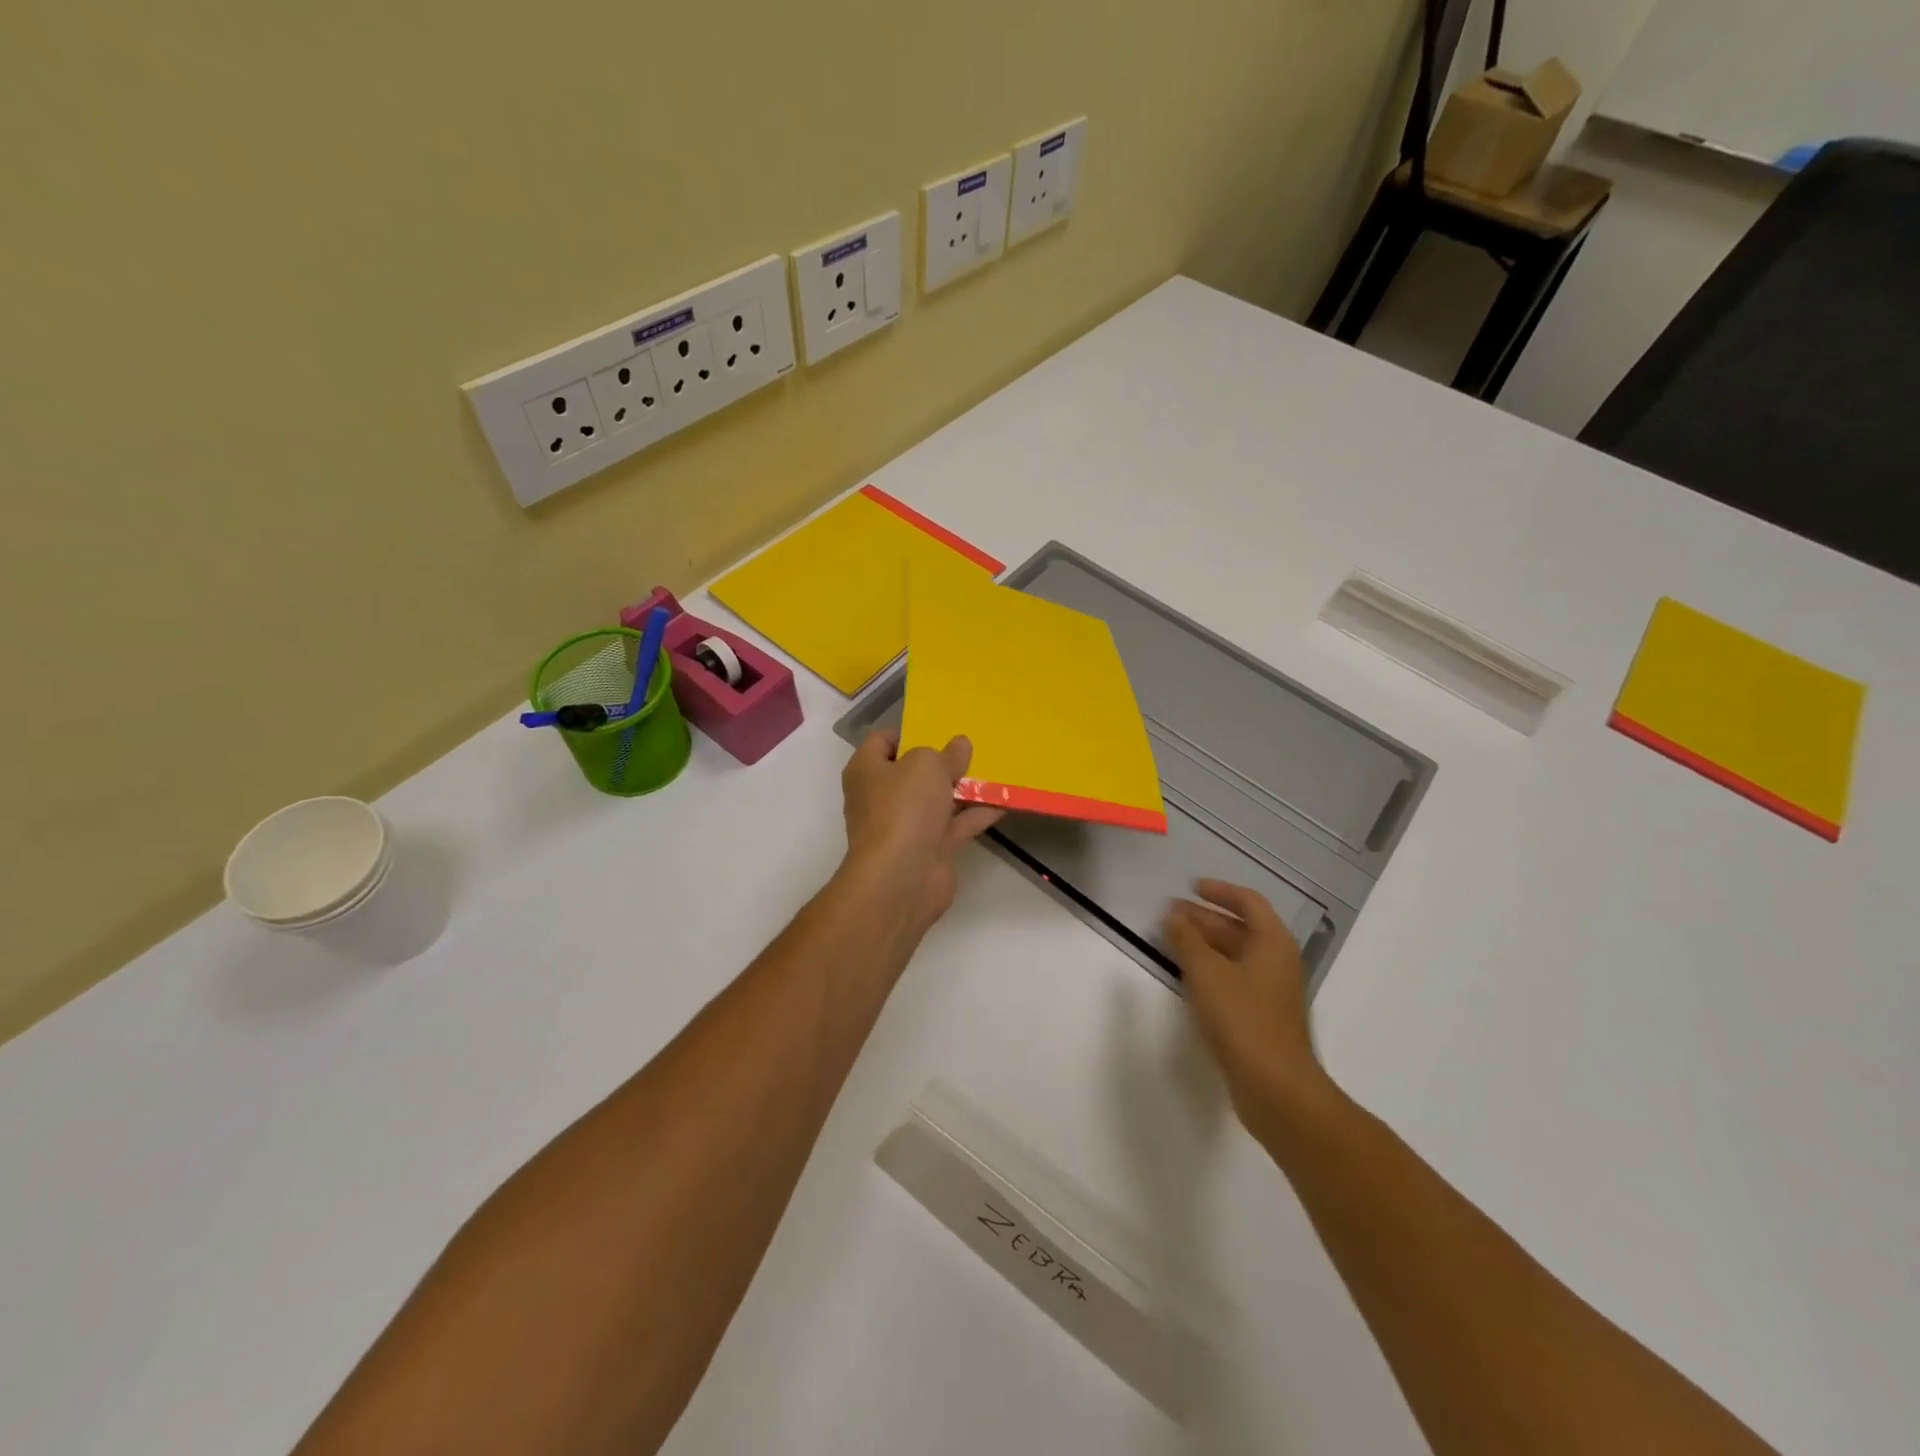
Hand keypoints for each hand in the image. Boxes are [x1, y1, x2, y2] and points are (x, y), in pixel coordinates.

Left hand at [838, 730, 1002, 948]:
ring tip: (995, 769)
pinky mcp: (928, 849)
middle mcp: (882, 796)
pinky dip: (976, 815)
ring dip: (963, 788)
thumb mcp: (926, 765)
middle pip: (913, 771)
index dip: (909, 731)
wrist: (901, 878)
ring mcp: (905, 825)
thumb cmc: (903, 809)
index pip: (882, 741)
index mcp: (867, 770)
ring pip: (936, 799)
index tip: (940, 728)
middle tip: (972, 747)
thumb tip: (959, 745)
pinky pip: (955, 825)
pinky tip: (1003, 802)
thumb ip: (945, 754)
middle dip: (942, 761)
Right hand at [1162, 880, 1331, 1139]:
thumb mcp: (1207, 973)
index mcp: (1272, 943)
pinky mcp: (1261, 1017)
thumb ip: (1186, 939)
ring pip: (1235, 955)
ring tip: (1170, 940)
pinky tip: (1187, 976)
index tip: (1190, 886)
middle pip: (1240, 928)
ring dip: (1204, 944)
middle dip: (1204, 918)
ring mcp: (1271, 991)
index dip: (1220, 891)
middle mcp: (1276, 962)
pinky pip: (1233, 979)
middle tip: (1169, 914)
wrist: (1276, 1088)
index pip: (1249, 902)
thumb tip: (1172, 914)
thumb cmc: (1243, 1020)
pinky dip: (1210, 969)